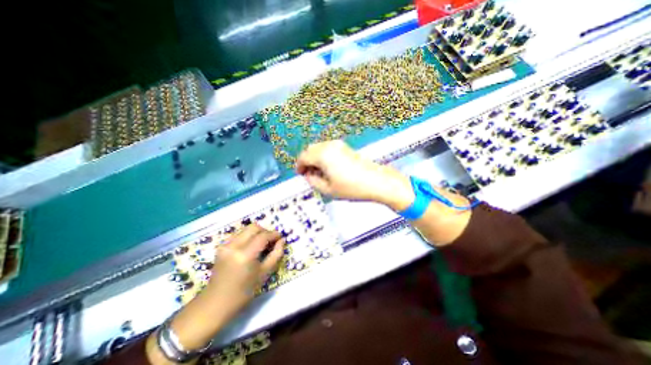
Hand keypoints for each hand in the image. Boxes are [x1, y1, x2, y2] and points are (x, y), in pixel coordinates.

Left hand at [164, 225, 283, 353]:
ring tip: (262, 244)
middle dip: (265, 231)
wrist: (214, 304)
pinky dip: (248, 237)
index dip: (274, 234)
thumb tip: (282, 240)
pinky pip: (239, 235)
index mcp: (245, 255)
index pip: (263, 236)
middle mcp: (234, 245)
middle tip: (271, 241)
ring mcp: (226, 245)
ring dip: (257, 233)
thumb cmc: (243, 293)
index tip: (281, 238)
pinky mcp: (222, 247)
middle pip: (254, 227)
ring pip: (246, 229)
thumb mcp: (264, 274)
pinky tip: (251, 248)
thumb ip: (276, 254)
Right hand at [297, 140, 413, 210]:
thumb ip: (313, 181)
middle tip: (308, 174)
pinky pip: (328, 149)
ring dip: (315, 158)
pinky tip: (328, 168)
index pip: (303, 157)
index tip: (300, 174)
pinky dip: (323, 156)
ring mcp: (339, 145)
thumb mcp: (328, 189)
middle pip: (310, 150)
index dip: (299, 166)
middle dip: (306, 161)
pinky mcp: (345, 147)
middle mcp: (329, 146)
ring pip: (319, 148)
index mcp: (323, 155)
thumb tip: (308, 175)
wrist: (376, 182)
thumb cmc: (353, 187)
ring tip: (319, 173)